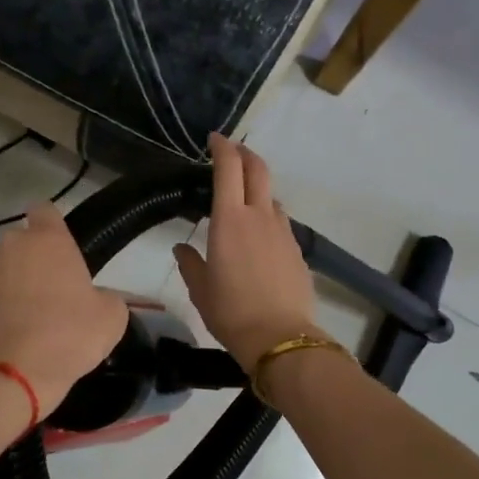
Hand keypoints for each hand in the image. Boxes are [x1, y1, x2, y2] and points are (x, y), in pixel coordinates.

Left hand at [0, 202, 128, 420]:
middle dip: (30, 265)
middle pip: (20, 246)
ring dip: (6, 288)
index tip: (57, 248)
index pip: (46, 211)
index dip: (52, 226)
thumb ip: (104, 296)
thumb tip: (95, 299)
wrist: (6, 377)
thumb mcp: (110, 319)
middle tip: (46, 299)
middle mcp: (9, 246)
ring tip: (17, 325)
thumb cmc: (66, 339)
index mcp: (49, 241)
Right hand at [173, 134, 321, 370]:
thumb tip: (182, 248)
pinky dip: (268, 216)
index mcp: (230, 220)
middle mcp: (260, 216)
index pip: (228, 168)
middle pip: (258, 169)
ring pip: (272, 196)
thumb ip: (190, 263)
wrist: (281, 338)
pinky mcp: (297, 250)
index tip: (214, 139)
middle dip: (245, 154)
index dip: (222, 148)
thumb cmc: (231, 312)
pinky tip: (259, 237)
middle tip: (232, 152)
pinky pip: (281, 222)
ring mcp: (283, 232)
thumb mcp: (200, 289)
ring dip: (258, 188)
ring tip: (243, 200)